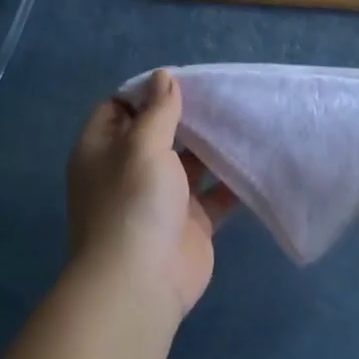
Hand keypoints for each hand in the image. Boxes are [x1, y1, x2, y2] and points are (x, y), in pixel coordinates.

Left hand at [66, 70, 236, 323]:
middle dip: (186, 116)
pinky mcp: (190, 222)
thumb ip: (157, 112)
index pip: (118, 108)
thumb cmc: (134, 204)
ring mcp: (161, 198)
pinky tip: (256, 158)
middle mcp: (129, 171)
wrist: (142, 282)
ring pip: (188, 163)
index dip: (145, 92)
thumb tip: (163, 77)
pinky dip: (232, 180)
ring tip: (243, 118)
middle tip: (221, 94)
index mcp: (103, 150)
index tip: (181, 79)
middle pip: (157, 133)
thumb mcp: (142, 147)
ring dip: (212, 146)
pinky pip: (213, 195)